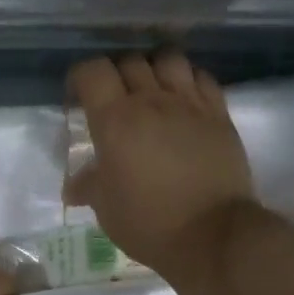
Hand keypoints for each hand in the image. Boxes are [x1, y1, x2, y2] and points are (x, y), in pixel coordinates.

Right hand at [66, 51, 255, 280]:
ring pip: (168, 59)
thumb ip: (89, 186)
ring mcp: (190, 104)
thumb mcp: (106, 208)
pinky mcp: (219, 114)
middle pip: (129, 61)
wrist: (212, 235)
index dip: (81, 78)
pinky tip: (183, 100)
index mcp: (115, 120)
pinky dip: (188, 80)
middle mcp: (152, 101)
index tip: (78, 98)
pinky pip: (202, 77)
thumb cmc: (148, 223)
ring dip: (154, 68)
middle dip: (115, 74)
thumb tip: (74, 186)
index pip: (92, 72)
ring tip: (151, 91)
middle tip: (113, 99)